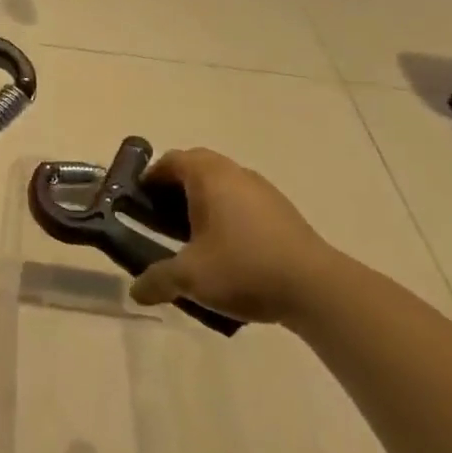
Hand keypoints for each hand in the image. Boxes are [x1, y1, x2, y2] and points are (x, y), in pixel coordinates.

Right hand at [128, 149, 343, 326]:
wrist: (316, 287)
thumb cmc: (243, 268)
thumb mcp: (190, 277)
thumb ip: (157, 280)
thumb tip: (135, 291)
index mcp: (209, 177)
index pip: (172, 161)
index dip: (150, 177)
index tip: (137, 201)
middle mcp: (236, 174)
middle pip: (197, 168)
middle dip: (175, 189)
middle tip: (158, 217)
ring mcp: (264, 191)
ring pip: (223, 185)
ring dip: (202, 203)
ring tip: (189, 237)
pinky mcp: (282, 212)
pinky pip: (243, 202)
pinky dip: (226, 216)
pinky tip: (224, 250)